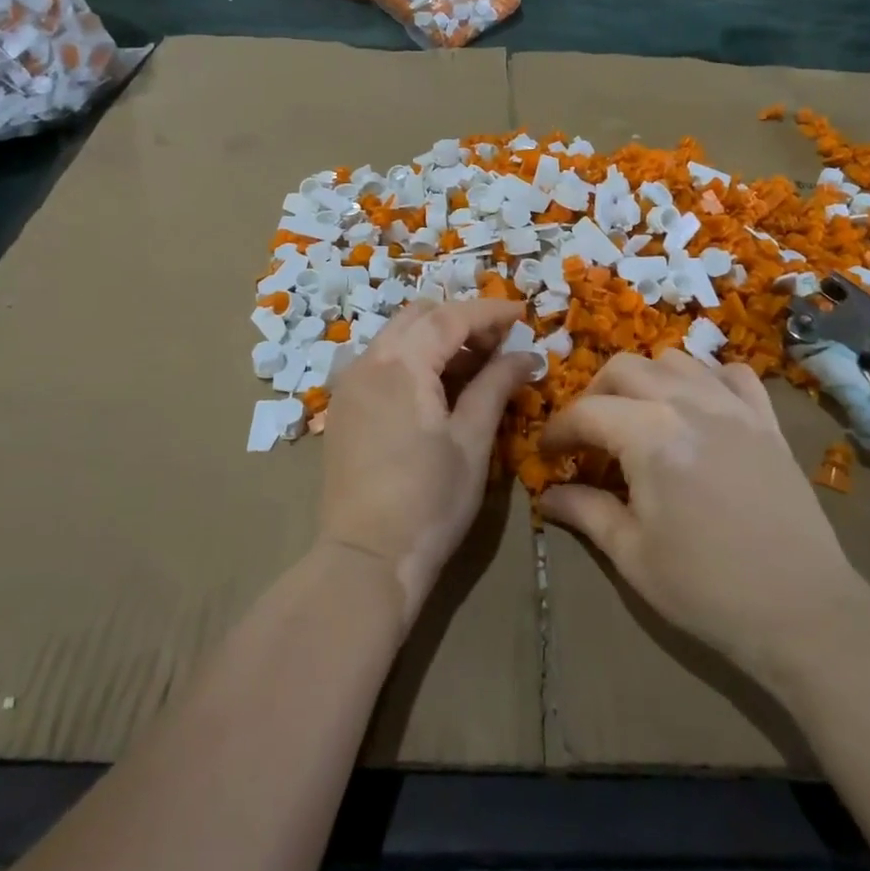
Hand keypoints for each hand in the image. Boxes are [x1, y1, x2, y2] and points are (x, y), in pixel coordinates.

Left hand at [320, 298, 536, 629]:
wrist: (366, 559)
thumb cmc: (429, 501)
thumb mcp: (472, 441)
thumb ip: (496, 386)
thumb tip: (526, 355)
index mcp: (401, 364)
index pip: (450, 317)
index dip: (490, 311)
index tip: (523, 314)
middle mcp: (368, 361)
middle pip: (419, 316)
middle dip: (461, 320)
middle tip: (498, 345)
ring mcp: (349, 383)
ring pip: (397, 336)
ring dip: (436, 338)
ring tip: (474, 368)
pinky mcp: (343, 406)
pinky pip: (381, 361)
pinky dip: (413, 358)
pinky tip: (437, 389)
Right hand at [539, 350, 867, 670]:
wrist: (804, 612)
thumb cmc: (706, 588)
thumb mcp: (632, 554)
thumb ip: (585, 511)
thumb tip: (547, 495)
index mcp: (649, 434)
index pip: (586, 412)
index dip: (558, 431)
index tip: (547, 454)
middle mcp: (688, 403)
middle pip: (624, 368)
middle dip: (595, 395)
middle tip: (588, 435)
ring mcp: (733, 407)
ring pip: (675, 361)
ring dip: (646, 380)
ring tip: (639, 417)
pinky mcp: (767, 421)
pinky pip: (732, 375)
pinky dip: (706, 379)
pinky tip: (699, 408)